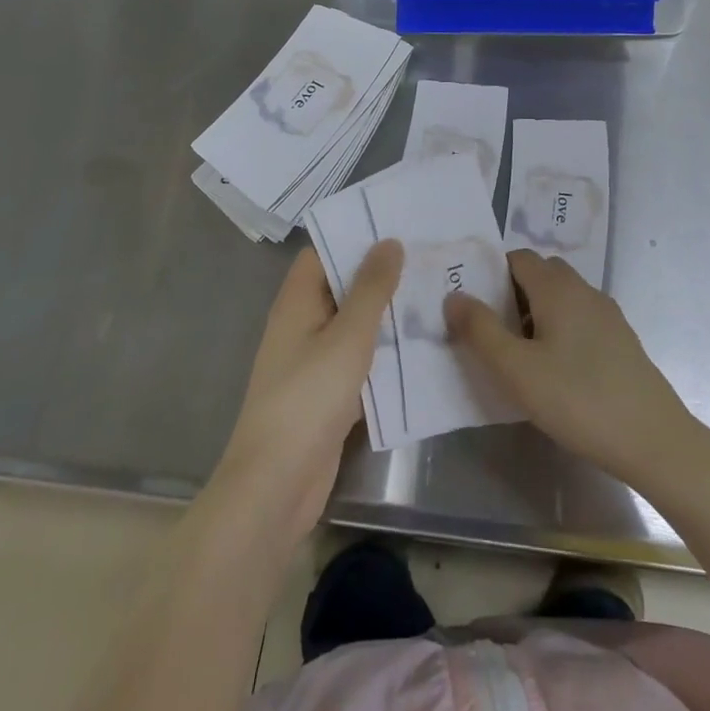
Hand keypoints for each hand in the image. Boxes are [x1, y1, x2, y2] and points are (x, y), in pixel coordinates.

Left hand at [214, 242, 400, 545]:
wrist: (276, 485)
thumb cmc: (308, 399)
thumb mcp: (348, 336)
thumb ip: (371, 288)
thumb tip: (389, 241)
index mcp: (297, 301)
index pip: (324, 251)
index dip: (355, 236)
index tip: (397, 225)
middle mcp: (301, 323)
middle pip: (341, 286)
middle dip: (380, 273)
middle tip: (428, 257)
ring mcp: (312, 360)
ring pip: (353, 323)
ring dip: (386, 313)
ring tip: (434, 293)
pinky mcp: (326, 393)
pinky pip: (357, 359)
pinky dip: (383, 350)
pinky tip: (420, 345)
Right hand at [446, 250, 697, 487]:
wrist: (653, 439)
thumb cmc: (577, 399)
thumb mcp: (516, 370)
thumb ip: (480, 330)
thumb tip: (454, 295)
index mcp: (557, 288)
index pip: (518, 258)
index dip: (492, 274)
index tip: (474, 305)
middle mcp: (584, 290)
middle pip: (542, 273)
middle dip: (513, 292)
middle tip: (493, 330)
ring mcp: (607, 314)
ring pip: (563, 297)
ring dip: (537, 312)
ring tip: (520, 354)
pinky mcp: (621, 340)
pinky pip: (581, 318)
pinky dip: (561, 329)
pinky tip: (556, 370)